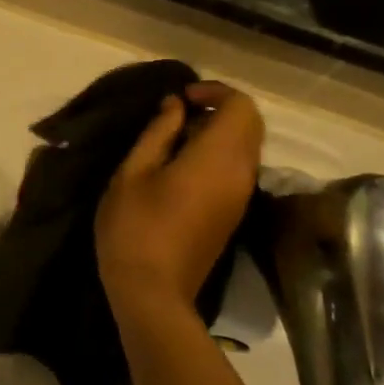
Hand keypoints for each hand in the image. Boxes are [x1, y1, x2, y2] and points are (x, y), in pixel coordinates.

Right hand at [95, 83, 262, 314]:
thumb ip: (158, 133)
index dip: (214, 92)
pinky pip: (237, 169)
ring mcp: (241, 196)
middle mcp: (241, 173)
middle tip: (178, 115)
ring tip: (175, 140)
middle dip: (219, 109)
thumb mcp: (133, 173)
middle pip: (250, 124)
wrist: (153, 293)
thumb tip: (175, 106)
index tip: (180, 99)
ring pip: (246, 147)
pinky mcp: (234, 214)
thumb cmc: (135, 228)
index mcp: (219, 158)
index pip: (241, 106)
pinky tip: (181, 168)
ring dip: (218, 133)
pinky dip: (218, 155)